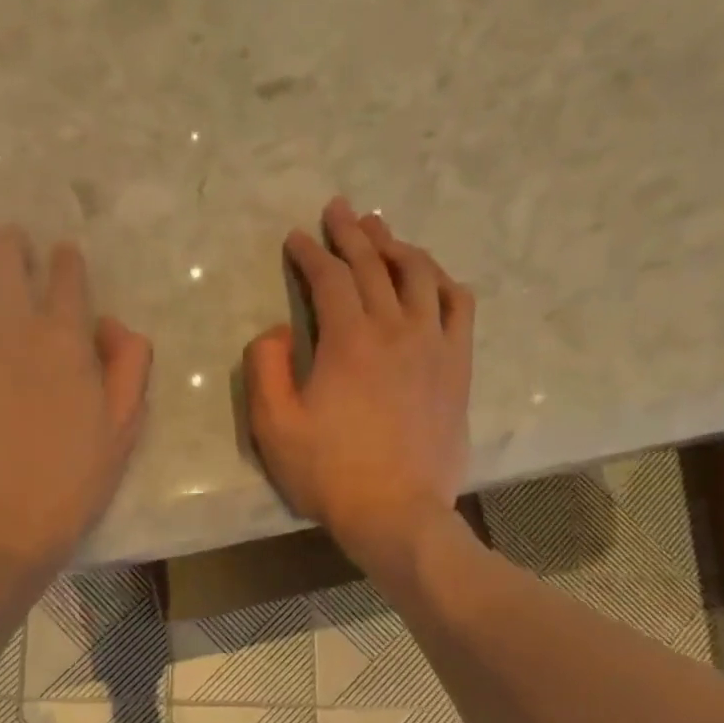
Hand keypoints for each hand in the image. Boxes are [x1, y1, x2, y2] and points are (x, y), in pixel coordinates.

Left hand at [0, 225, 151, 573]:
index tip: (60, 257)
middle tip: (8, 246)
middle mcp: (11, 327)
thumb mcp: (121, 433)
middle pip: (6, 258)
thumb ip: (128, 368)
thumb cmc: (69, 488)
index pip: (66, 276)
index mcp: (64, 342)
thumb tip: (111, 322)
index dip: (65, 260)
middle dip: (10, 245)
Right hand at [244, 197, 474, 568]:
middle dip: (352, 233)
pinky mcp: (457, 367)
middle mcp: (396, 329)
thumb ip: (265, 368)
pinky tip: (433, 277)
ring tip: (382, 231)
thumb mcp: (273, 426)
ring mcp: (434, 346)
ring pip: (421, 275)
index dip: (309, 253)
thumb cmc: (328, 473)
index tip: (296, 238)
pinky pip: (459, 307)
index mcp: (348, 340)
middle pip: (376, 265)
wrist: (396, 512)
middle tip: (339, 210)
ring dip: (398, 246)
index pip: (329, 279)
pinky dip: (444, 282)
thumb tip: (276, 330)